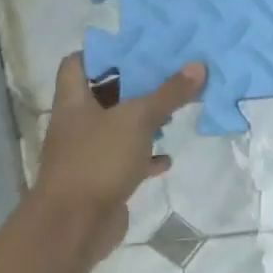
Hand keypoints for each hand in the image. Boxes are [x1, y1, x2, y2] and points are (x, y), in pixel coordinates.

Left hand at [30, 54, 206, 257]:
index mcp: (74, 102)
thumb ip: (168, 94)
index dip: (102, 53)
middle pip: (103, 95)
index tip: (136, 47)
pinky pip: (128, 162)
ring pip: (118, 129)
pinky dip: (146, 158)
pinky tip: (167, 157)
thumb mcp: (137, 119)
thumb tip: (198, 66)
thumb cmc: (97, 160)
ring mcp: (89, 154)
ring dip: (143, 122)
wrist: (74, 225)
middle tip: (167, 76)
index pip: (77, 64)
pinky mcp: (103, 180)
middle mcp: (78, 124)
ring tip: (174, 112)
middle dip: (134, 87)